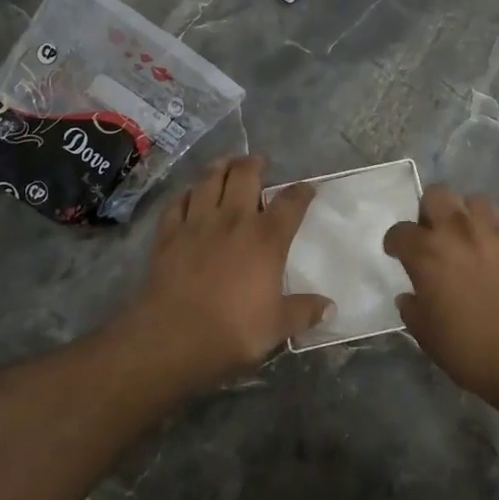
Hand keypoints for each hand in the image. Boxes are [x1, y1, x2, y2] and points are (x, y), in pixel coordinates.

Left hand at [118, 155, 330, 390]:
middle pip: (244, 175)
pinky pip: (177, 203)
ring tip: (225, 163)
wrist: (173, 337)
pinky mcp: (168, 234)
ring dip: (219, 167)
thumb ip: (304, 312)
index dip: (301, 192)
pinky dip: (186, 194)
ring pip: (209, 180)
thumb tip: (330, 308)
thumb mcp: (277, 327)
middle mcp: (233, 220)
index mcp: (266, 238)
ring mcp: (197, 223)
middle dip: (254, 164)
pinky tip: (189, 194)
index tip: (307, 189)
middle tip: (258, 162)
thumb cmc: (233, 331)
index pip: (290, 203)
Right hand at [384, 186, 498, 413]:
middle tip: (435, 236)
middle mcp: (461, 231)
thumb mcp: (429, 338)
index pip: (401, 232)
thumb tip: (411, 296)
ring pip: (478, 201)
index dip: (396, 241)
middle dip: (430, 211)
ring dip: (469, 216)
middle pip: (438, 195)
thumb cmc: (475, 353)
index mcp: (429, 253)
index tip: (397, 252)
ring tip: (472, 239)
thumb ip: (414, 311)